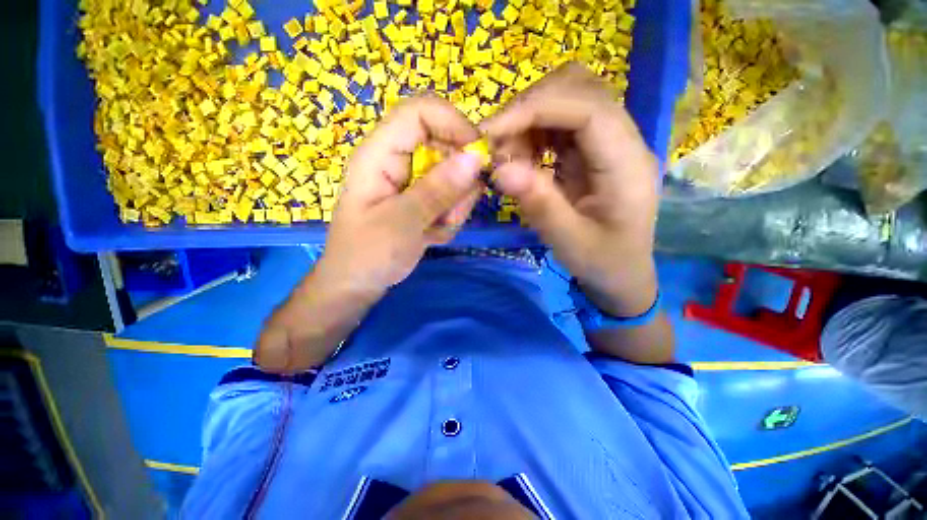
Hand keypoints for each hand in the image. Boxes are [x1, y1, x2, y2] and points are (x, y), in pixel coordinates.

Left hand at [254, 96, 483, 372]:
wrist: (357, 284)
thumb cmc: (368, 255)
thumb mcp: (402, 223)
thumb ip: (438, 190)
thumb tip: (476, 157)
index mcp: (380, 154)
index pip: (420, 112)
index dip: (454, 123)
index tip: (478, 157)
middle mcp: (397, 160)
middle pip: (445, 146)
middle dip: (459, 182)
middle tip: (453, 214)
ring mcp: (411, 181)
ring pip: (453, 176)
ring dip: (455, 205)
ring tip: (436, 230)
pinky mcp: (421, 199)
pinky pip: (450, 198)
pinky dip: (450, 218)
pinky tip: (432, 235)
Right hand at [481, 63, 659, 316]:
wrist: (621, 272)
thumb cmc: (602, 262)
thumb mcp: (568, 241)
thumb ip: (539, 204)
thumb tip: (500, 170)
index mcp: (627, 164)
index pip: (588, 108)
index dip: (536, 109)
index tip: (492, 131)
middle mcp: (624, 141)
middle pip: (580, 89)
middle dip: (530, 109)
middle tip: (498, 146)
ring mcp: (608, 142)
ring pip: (567, 99)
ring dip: (529, 120)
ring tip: (508, 156)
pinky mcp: (592, 150)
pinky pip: (560, 123)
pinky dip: (533, 132)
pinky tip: (522, 158)